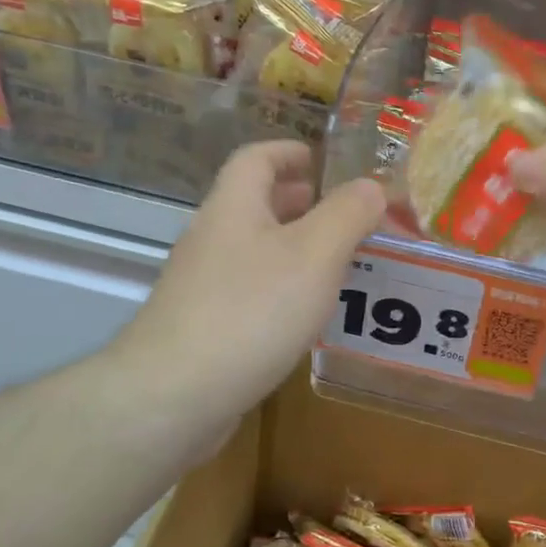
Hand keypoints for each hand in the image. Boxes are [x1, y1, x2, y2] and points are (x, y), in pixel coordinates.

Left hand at [122, 141, 385, 411]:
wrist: (174, 395)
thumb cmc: (251, 311)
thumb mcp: (315, 254)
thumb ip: (347, 214)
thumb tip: (372, 185)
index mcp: (233, 206)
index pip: (257, 158)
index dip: (290, 151)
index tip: (325, 161)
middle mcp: (212, 237)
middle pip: (255, 203)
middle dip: (300, 202)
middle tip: (345, 215)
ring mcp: (202, 284)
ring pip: (254, 249)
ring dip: (295, 247)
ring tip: (338, 263)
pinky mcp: (203, 326)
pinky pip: (249, 290)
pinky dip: (281, 287)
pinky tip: (306, 314)